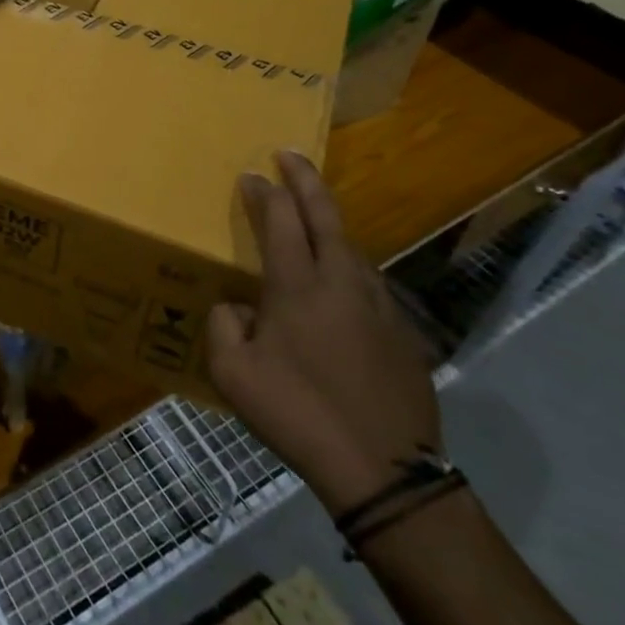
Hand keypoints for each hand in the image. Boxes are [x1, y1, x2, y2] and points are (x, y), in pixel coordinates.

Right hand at [207, 152, 440, 516]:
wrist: (383, 469)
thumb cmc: (298, 415)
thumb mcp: (233, 375)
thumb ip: (224, 326)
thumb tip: (236, 307)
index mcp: (297, 287)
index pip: (280, 221)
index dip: (264, 193)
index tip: (251, 176)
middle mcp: (340, 282)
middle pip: (325, 215)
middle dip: (305, 179)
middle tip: (289, 154)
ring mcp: (378, 305)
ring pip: (351, 245)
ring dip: (329, 219)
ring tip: (313, 211)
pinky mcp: (401, 331)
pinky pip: (368, 279)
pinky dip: (348, 260)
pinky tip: (341, 274)